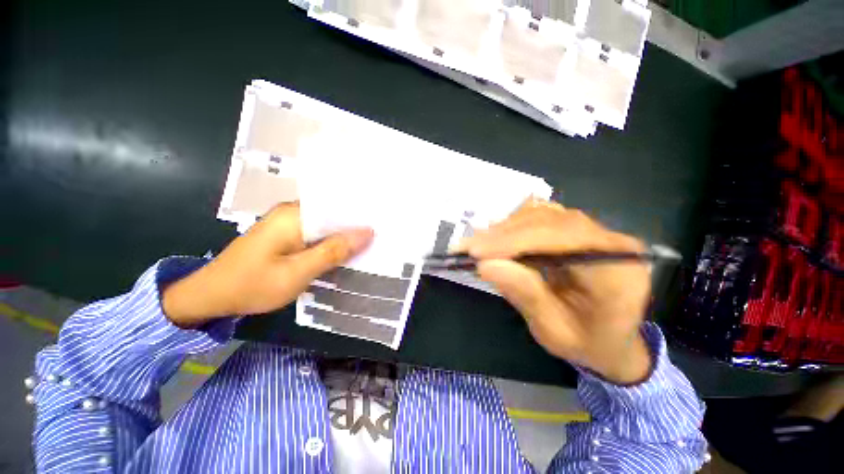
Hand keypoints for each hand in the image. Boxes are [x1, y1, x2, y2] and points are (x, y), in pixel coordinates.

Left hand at [162, 202, 372, 326]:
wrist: (210, 297)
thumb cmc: (252, 285)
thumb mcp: (297, 272)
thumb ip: (333, 251)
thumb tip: (367, 233)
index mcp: (294, 215)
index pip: (337, 206)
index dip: (360, 214)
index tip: (384, 223)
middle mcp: (292, 213)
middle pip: (333, 215)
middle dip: (356, 226)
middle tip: (383, 236)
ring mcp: (288, 225)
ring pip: (326, 227)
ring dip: (345, 236)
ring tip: (372, 243)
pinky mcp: (287, 236)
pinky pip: (317, 236)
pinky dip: (332, 244)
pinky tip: (347, 252)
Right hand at [457, 199, 652, 384]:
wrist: (610, 340)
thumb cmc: (587, 343)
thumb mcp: (554, 331)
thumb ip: (525, 295)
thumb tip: (484, 265)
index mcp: (617, 271)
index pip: (562, 239)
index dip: (515, 241)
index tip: (477, 253)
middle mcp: (610, 241)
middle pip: (549, 221)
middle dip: (503, 234)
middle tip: (467, 247)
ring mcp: (594, 231)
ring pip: (542, 215)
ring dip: (505, 229)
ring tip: (477, 245)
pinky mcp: (576, 230)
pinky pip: (541, 217)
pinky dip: (513, 226)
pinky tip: (496, 238)